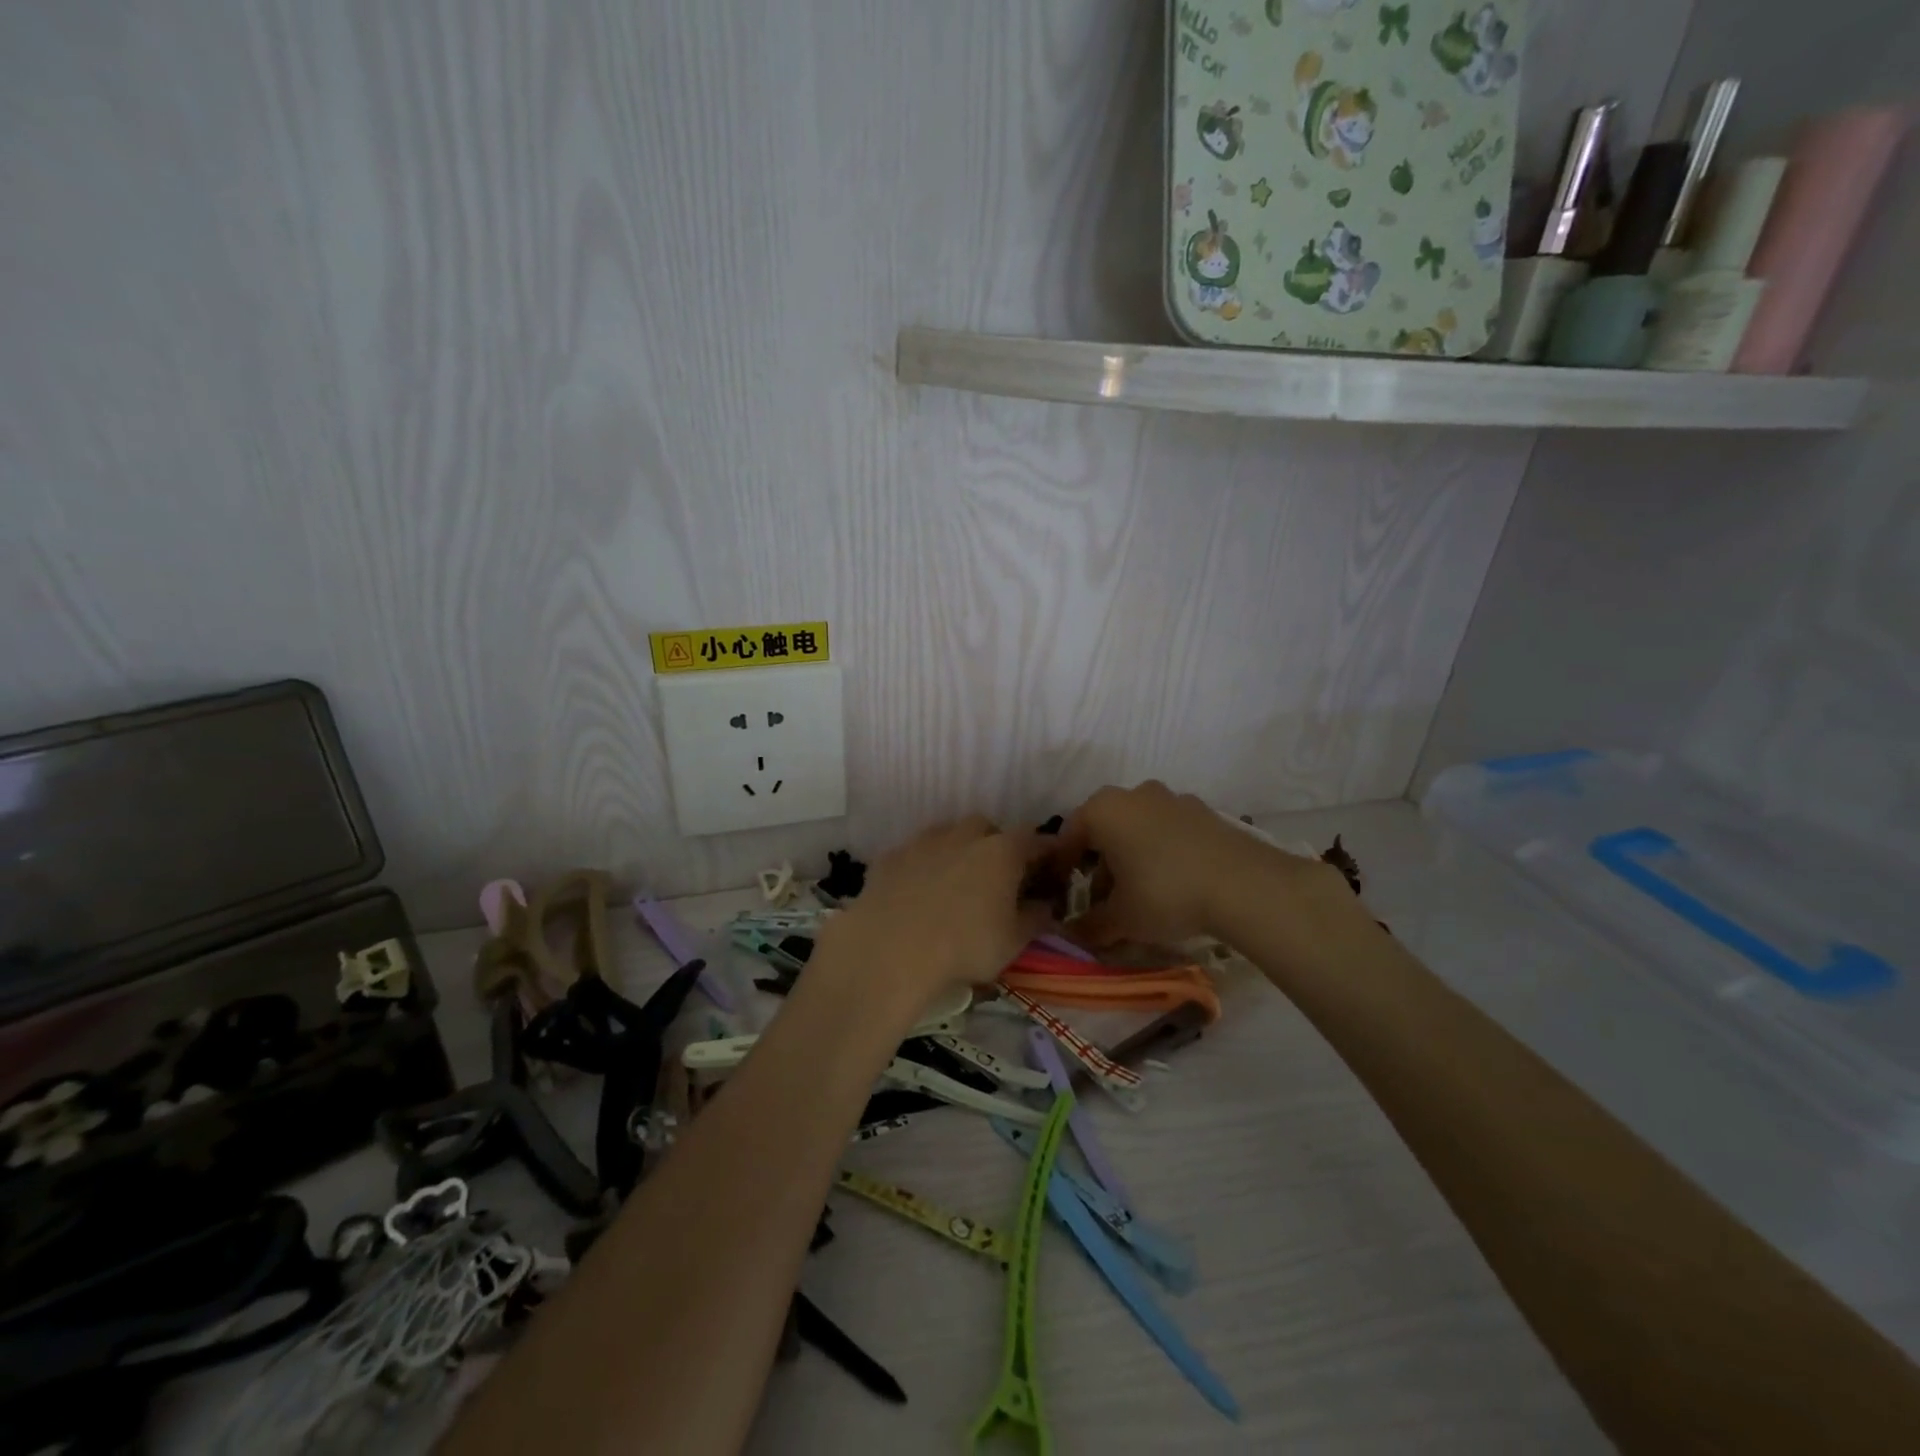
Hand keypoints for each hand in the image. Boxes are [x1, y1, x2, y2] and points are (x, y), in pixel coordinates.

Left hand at [813, 816, 1051, 1010]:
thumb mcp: (1013, 942)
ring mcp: (924, 841)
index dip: (1045, 853)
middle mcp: (964, 835)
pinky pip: (915, 853)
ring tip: (956, 883)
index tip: (1049, 870)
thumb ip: (1036, 918)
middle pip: (987, 828)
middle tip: (997, 877)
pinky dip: (923, 866)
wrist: (890, 949)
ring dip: (957, 850)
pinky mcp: (891, 855)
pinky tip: (917, 892)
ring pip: (948, 834)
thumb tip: (1046, 905)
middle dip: (995, 846)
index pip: (1034, 840)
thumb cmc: (964, 946)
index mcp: (1002, 851)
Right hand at [1054, 781, 1343, 947]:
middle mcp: (1134, 794)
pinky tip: (1173, 883)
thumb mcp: (1121, 918)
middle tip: (1104, 899)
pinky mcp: (1203, 811)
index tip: (1063, 893)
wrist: (1245, 885)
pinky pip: (1168, 830)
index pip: (1069, 835)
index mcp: (1103, 810)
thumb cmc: (1165, 893)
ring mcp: (1172, 798)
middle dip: (1100, 863)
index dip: (1062, 867)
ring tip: (1140, 895)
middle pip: (1104, 829)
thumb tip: (1071, 935)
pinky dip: (1161, 852)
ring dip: (1131, 856)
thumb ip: (1090, 926)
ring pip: (1137, 827)